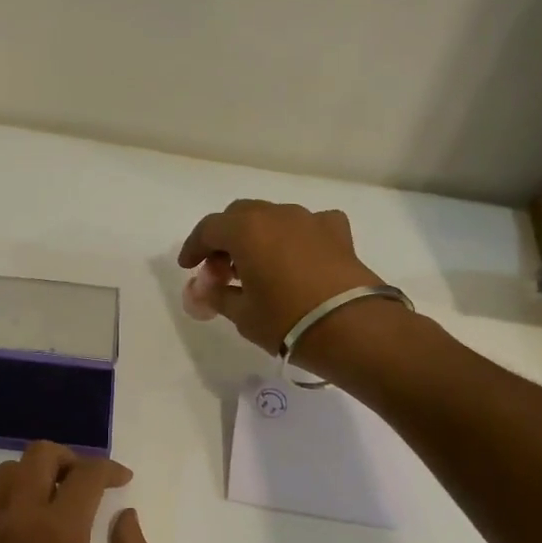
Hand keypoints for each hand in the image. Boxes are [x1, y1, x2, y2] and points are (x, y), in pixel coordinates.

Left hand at [0, 442, 154, 542]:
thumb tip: (126, 518)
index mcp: (58, 531)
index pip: (85, 474)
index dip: (109, 469)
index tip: (123, 480)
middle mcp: (18, 520)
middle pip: (37, 455)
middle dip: (68, 457)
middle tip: (88, 481)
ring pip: (5, 474)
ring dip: (34, 474)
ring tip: (58, 498)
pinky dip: (8, 498)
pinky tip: (27, 524)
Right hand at [178, 199, 383, 354]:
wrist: (353, 328)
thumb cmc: (286, 320)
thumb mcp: (242, 314)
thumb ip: (217, 295)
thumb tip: (203, 289)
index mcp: (246, 229)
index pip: (208, 229)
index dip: (193, 247)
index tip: (188, 267)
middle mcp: (277, 214)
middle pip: (240, 216)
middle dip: (225, 239)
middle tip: (219, 269)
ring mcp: (310, 219)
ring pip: (273, 218)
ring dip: (258, 237)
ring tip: (256, 268)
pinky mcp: (338, 232)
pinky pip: (307, 226)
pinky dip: (294, 238)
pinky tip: (296, 259)